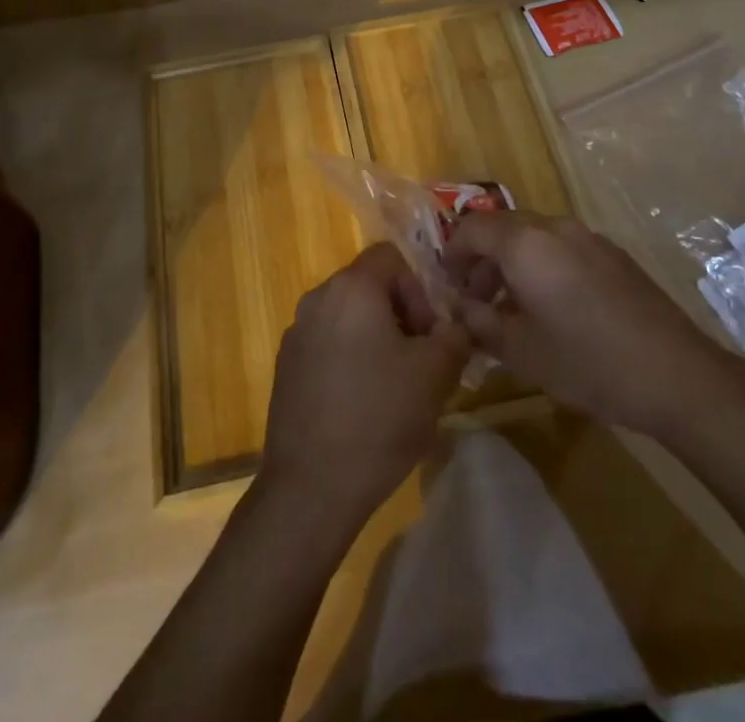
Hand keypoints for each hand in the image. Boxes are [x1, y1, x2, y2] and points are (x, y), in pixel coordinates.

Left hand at [259, 243, 469, 524]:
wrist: (311, 486)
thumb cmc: (379, 417)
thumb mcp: (435, 374)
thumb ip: (455, 335)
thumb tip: (458, 323)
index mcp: (351, 288)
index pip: (390, 257)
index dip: (418, 288)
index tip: (429, 334)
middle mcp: (318, 299)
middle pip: (368, 285)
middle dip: (400, 315)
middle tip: (419, 361)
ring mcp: (296, 333)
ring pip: (348, 317)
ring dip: (376, 338)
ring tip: (394, 386)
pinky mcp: (286, 366)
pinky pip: (327, 344)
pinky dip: (349, 359)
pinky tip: (362, 405)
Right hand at [444, 211, 744, 436]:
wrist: (675, 373)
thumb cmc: (587, 361)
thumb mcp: (520, 350)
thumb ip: (479, 322)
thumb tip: (457, 308)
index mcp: (525, 243)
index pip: (470, 228)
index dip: (452, 254)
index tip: (448, 287)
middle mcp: (553, 227)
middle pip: (501, 227)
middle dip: (481, 259)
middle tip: (476, 301)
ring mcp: (587, 236)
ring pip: (532, 236)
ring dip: (511, 262)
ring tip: (511, 308)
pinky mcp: (612, 253)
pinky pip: (561, 246)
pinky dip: (541, 264)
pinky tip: (552, 308)